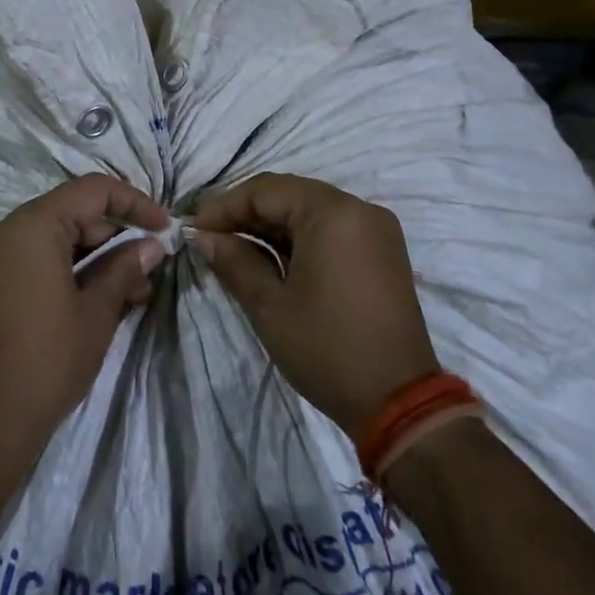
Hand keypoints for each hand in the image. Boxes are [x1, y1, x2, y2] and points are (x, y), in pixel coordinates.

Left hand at [0, 175, 167, 452]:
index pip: (91, 191)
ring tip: (135, 290)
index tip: (164, 228)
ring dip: (95, 256)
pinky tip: (101, 295)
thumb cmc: (49, 359)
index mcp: (30, 226)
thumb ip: (125, 268)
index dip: (133, 203)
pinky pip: (35, 258)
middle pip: (71, 213)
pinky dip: (68, 268)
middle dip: (115, 235)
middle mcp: (4, 229)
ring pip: (55, 237)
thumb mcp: (97, 311)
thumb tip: (152, 246)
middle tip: (151, 267)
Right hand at [192, 174, 440, 435]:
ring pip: (309, 211)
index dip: (224, 206)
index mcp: (333, 212)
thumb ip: (234, 261)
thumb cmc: (328, 349)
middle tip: (209, 237)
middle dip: (245, 213)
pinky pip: (330, 229)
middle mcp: (358, 209)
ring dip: (270, 226)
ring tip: (233, 249)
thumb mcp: (270, 306)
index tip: (193, 229)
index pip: (265, 190)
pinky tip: (270, 258)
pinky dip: (298, 238)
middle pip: (289, 195)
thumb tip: (204, 238)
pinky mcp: (382, 252)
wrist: (401, 404)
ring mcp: (375, 229)